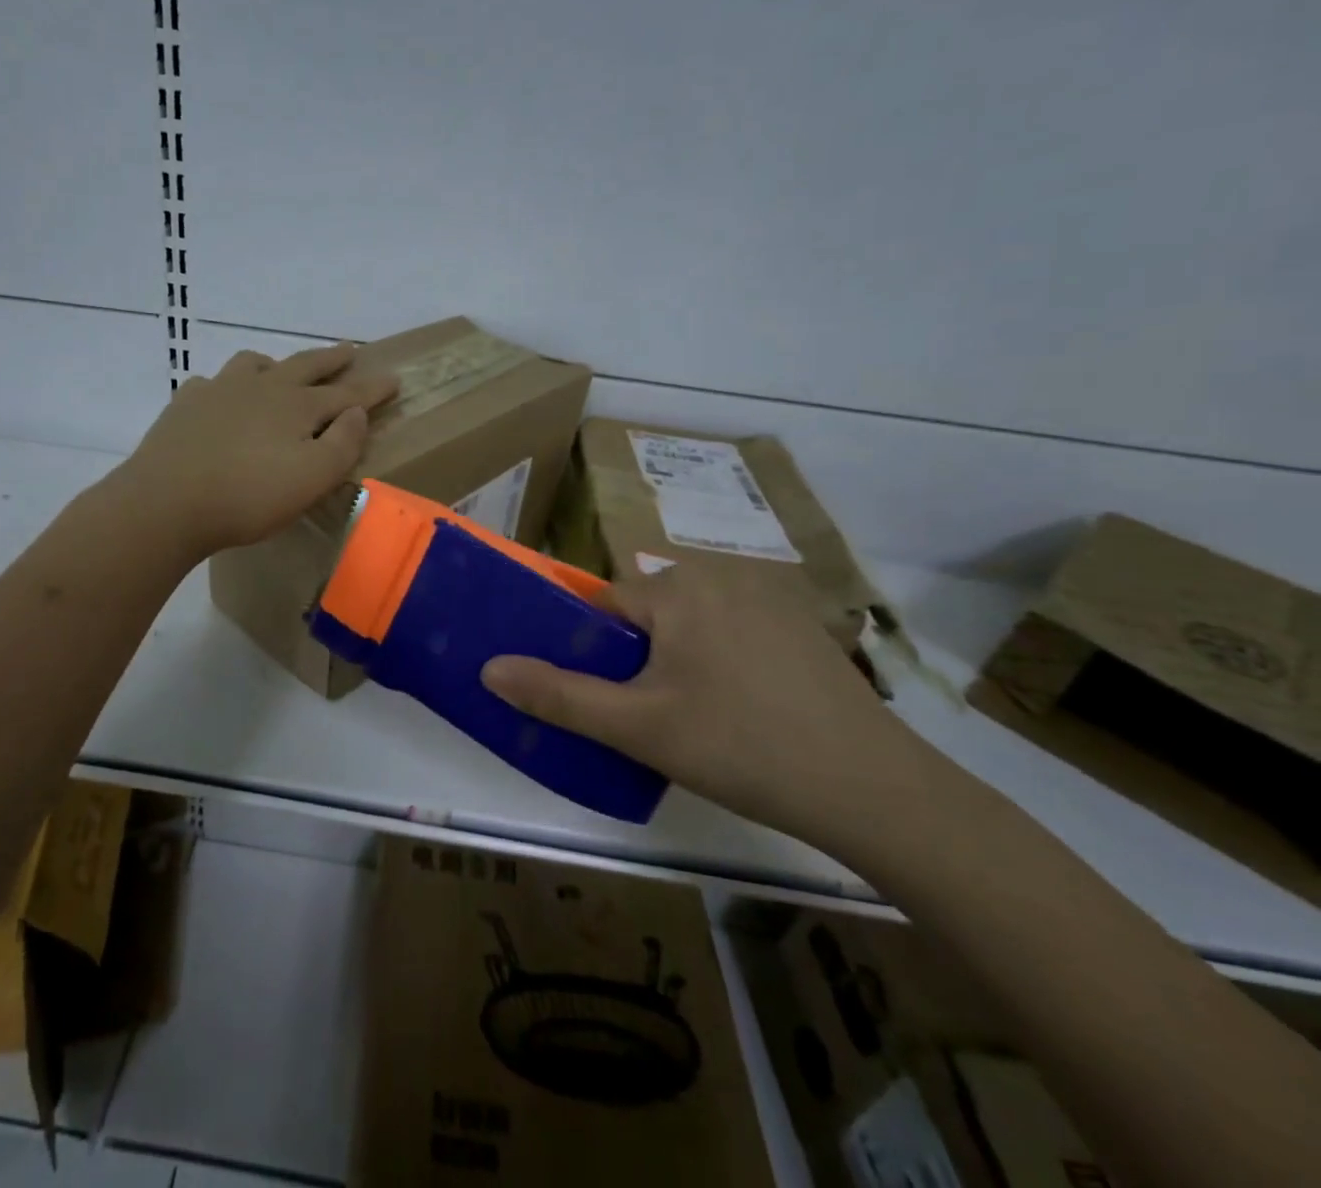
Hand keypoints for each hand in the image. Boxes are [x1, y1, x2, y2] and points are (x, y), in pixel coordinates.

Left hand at [116, 344, 398, 559]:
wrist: (166, 502)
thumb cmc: (248, 496)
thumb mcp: (312, 478)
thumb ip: (343, 444)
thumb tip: (355, 412)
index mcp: (297, 406)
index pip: (346, 393)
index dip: (372, 389)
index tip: (394, 378)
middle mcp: (261, 387)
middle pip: (304, 365)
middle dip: (331, 359)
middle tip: (350, 350)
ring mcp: (219, 391)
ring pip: (254, 364)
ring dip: (276, 364)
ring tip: (280, 371)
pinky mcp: (186, 406)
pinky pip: (212, 383)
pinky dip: (226, 387)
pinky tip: (222, 400)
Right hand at [481, 564, 944, 852]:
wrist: (876, 790)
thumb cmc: (741, 747)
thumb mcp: (639, 728)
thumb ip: (559, 696)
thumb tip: (489, 668)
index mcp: (676, 588)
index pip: (603, 605)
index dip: (593, 652)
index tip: (605, 698)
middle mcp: (720, 575)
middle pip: (647, 612)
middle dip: (637, 659)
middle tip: (650, 718)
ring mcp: (769, 598)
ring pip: (690, 624)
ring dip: (678, 661)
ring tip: (696, 721)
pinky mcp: (801, 626)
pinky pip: (733, 632)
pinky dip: (722, 661)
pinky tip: (744, 712)